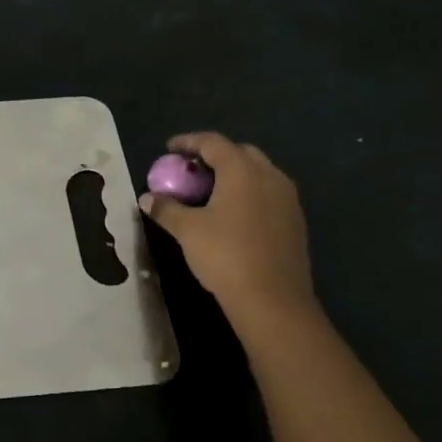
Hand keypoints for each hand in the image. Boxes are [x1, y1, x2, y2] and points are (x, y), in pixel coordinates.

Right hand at [140, 133, 318, 323]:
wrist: (273, 299)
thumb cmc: (226, 256)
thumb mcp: (187, 230)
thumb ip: (166, 209)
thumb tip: (147, 198)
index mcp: (242, 170)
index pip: (213, 142)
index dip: (188, 142)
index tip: (169, 148)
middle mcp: (269, 176)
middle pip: (240, 153)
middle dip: (214, 155)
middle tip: (191, 170)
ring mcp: (287, 198)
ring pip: (258, 173)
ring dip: (233, 174)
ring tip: (210, 191)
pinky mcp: (295, 220)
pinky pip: (268, 193)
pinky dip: (248, 193)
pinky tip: (233, 214)